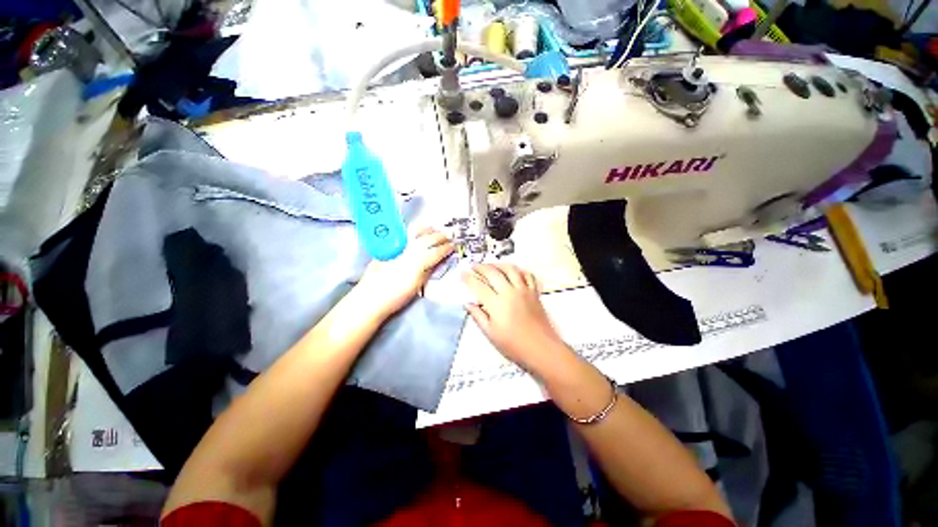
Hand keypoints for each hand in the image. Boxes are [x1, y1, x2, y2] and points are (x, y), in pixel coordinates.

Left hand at [356, 227, 454, 317]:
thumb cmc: (394, 296)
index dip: (445, 248)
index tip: (452, 246)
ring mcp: (397, 247)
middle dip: (439, 236)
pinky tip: (418, 232)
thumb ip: (428, 270)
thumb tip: (439, 260)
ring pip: (414, 233)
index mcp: (416, 263)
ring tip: (434, 229)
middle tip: (448, 235)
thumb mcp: (416, 285)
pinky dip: (414, 232)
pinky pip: (404, 235)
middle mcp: (407, 251)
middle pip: (426, 239)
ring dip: (427, 230)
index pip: (435, 252)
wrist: (370, 299)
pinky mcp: (387, 247)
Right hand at [461, 263, 567, 372]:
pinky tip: (514, 272)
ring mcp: (524, 290)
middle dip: (481, 267)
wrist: (541, 349)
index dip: (468, 278)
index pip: (479, 286)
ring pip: (510, 269)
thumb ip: (478, 316)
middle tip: (473, 266)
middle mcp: (509, 292)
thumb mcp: (490, 334)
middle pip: (493, 273)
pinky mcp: (534, 292)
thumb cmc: (513, 345)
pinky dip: (520, 270)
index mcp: (496, 304)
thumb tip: (467, 304)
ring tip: (491, 266)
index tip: (462, 273)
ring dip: (498, 265)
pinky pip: (527, 275)